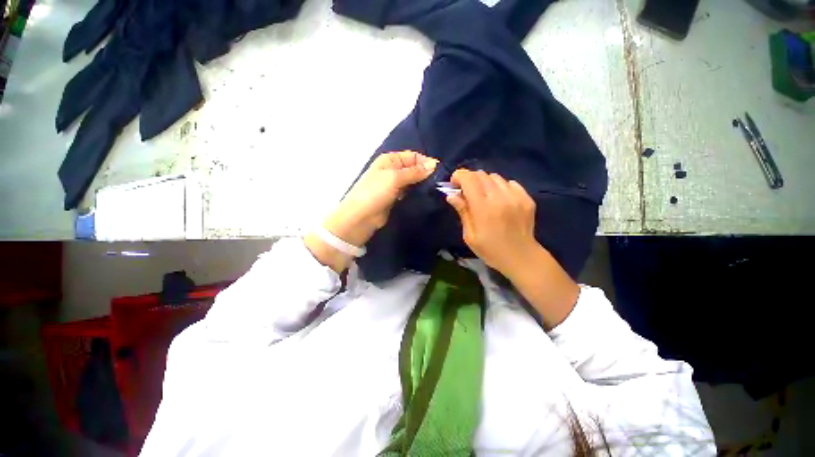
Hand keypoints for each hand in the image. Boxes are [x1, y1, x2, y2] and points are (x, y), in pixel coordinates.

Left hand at [305, 151, 437, 271]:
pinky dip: (417, 193)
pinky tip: (426, 195)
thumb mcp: (394, 178)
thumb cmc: (375, 193)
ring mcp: (393, 185)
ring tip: (436, 189)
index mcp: (389, 160)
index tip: (439, 171)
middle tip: (440, 182)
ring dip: (422, 184)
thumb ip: (414, 172)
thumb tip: (434, 164)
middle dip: (425, 173)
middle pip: (413, 168)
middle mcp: (392, 170)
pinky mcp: (395, 198)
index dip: (425, 161)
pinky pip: (409, 192)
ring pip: (412, 181)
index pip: (412, 156)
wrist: (360, 218)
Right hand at [446, 169, 578, 328]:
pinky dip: (500, 187)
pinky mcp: (526, 198)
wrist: (521, 257)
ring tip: (484, 196)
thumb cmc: (490, 250)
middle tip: (467, 192)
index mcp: (483, 208)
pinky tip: (499, 200)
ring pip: (495, 177)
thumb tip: (451, 195)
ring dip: (485, 183)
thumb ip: (462, 212)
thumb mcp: (470, 236)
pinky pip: (509, 183)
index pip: (469, 179)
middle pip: (481, 174)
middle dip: (469, 179)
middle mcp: (500, 197)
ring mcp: (515, 196)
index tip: (454, 185)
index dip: (458, 176)